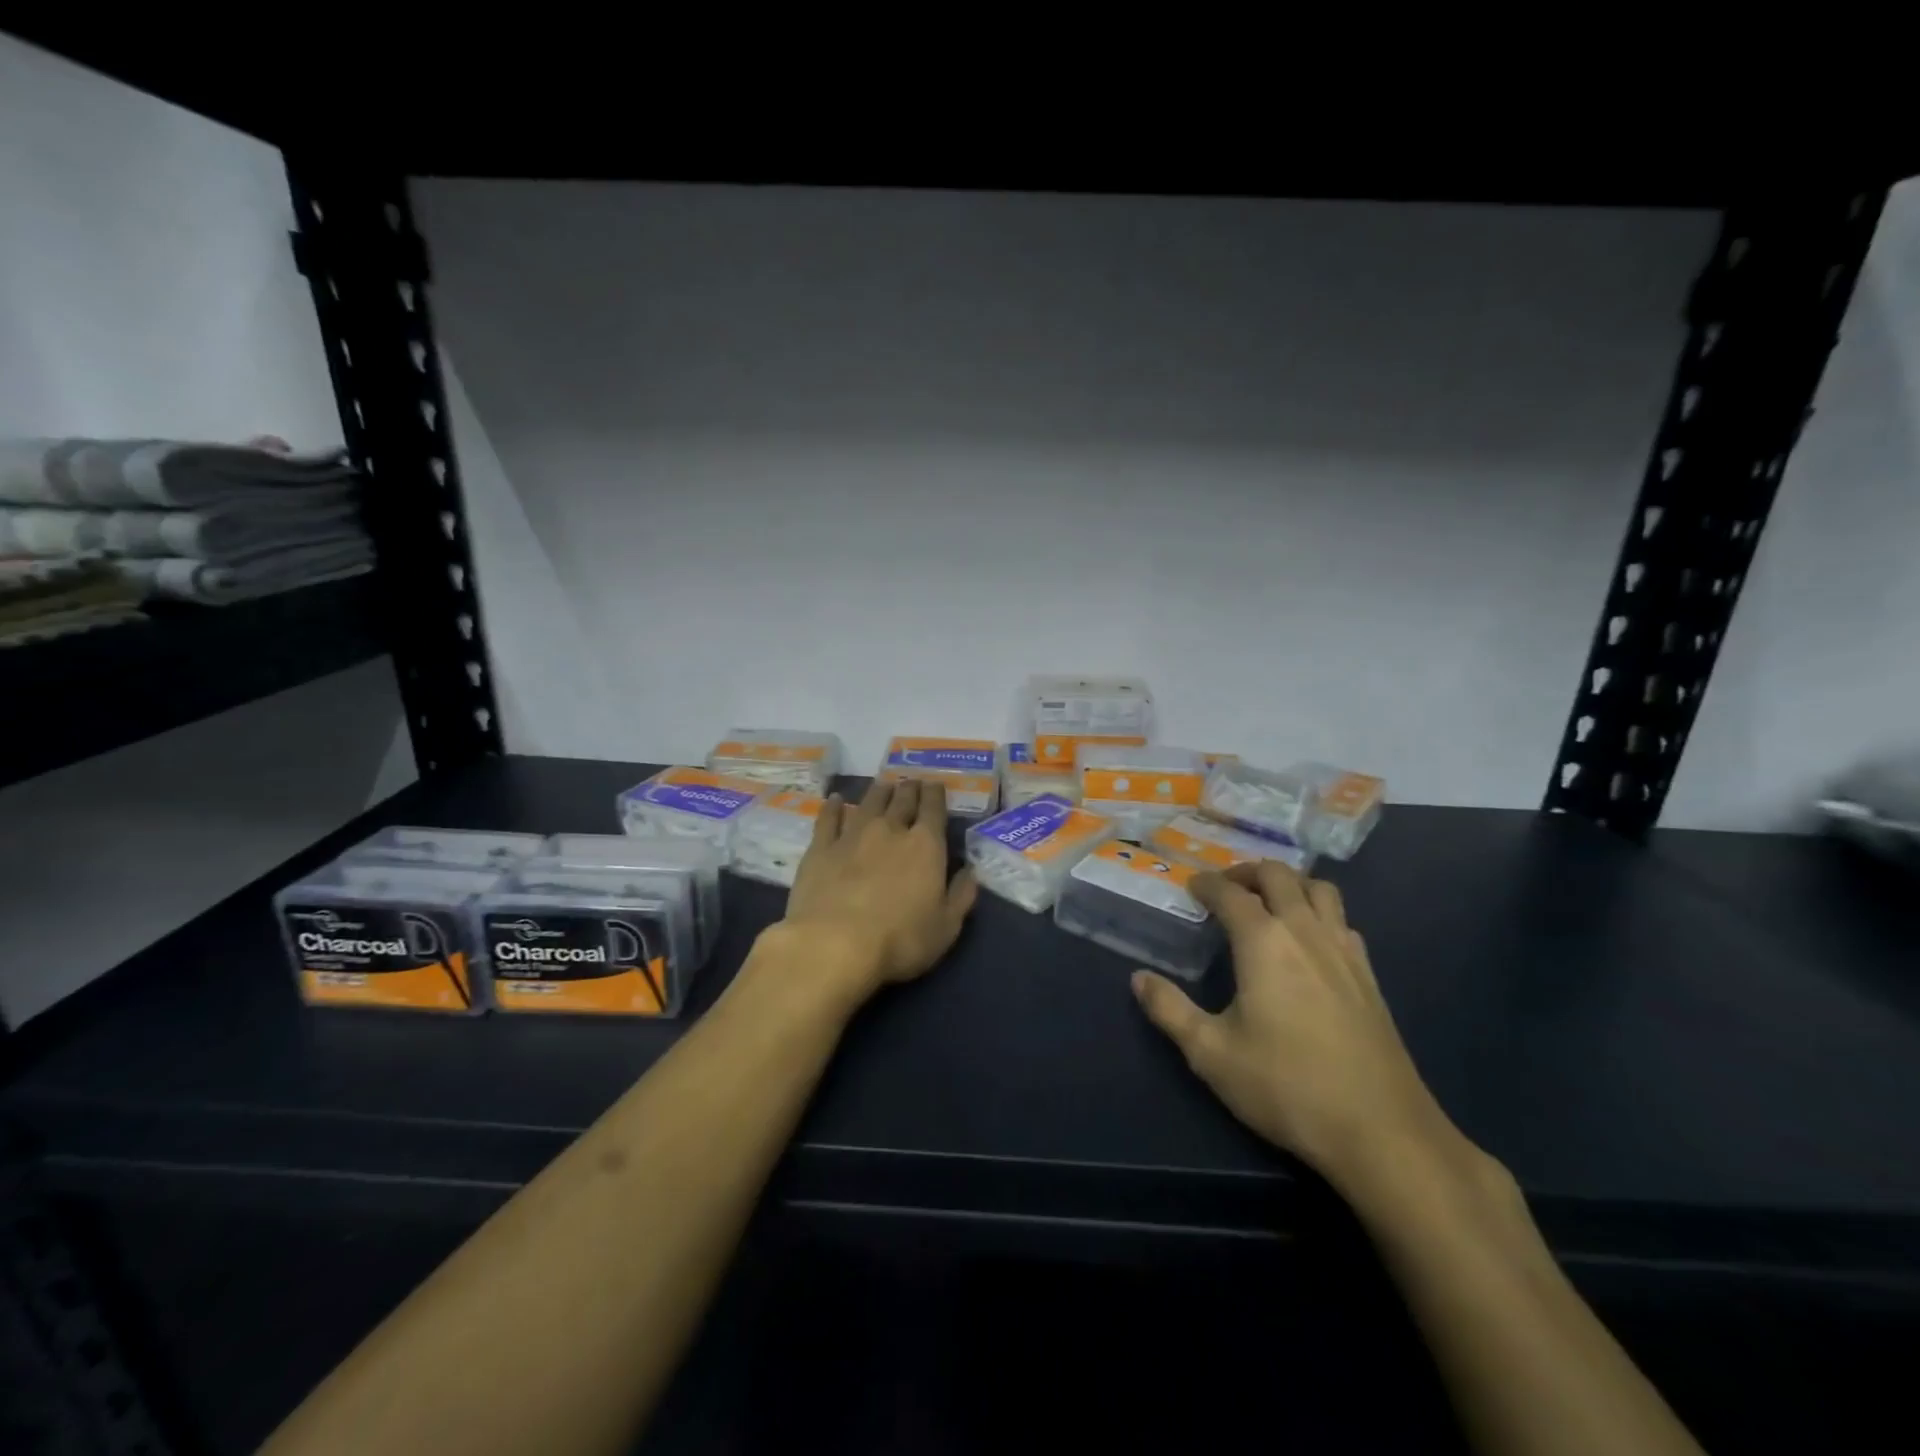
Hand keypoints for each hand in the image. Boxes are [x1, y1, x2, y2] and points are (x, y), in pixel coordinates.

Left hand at [777, 778, 977, 1003]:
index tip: (935, 785)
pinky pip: (828, 819)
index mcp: (925, 845)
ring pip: (869, 802)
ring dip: (879, 791)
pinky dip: (833, 807)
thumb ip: (961, 895)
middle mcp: (890, 830)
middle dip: (909, 789)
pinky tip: (835, 800)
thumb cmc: (900, 940)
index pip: (933, 809)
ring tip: (883, 784)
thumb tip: (971, 871)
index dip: (935, 794)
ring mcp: (852, 835)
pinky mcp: (821, 848)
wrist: (835, 944)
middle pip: (902, 800)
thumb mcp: (946, 926)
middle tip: (911, 782)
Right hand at [1132, 861, 1487, 1199]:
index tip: (1190, 886)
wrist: (1382, 1132)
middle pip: (1278, 875)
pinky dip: (1318, 912)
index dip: (1206, 884)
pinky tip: (1308, 942)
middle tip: (1225, 888)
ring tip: (1268, 903)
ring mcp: (1344, 950)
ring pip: (1319, 889)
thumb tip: (1139, 978)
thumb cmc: (1286, 1086)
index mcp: (1264, 942)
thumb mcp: (1211, 1053)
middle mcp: (1306, 931)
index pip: (1230, 893)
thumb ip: (1169, 1010)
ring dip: (1289, 884)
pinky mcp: (1368, 976)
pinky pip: (1342, 920)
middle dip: (1247, 872)